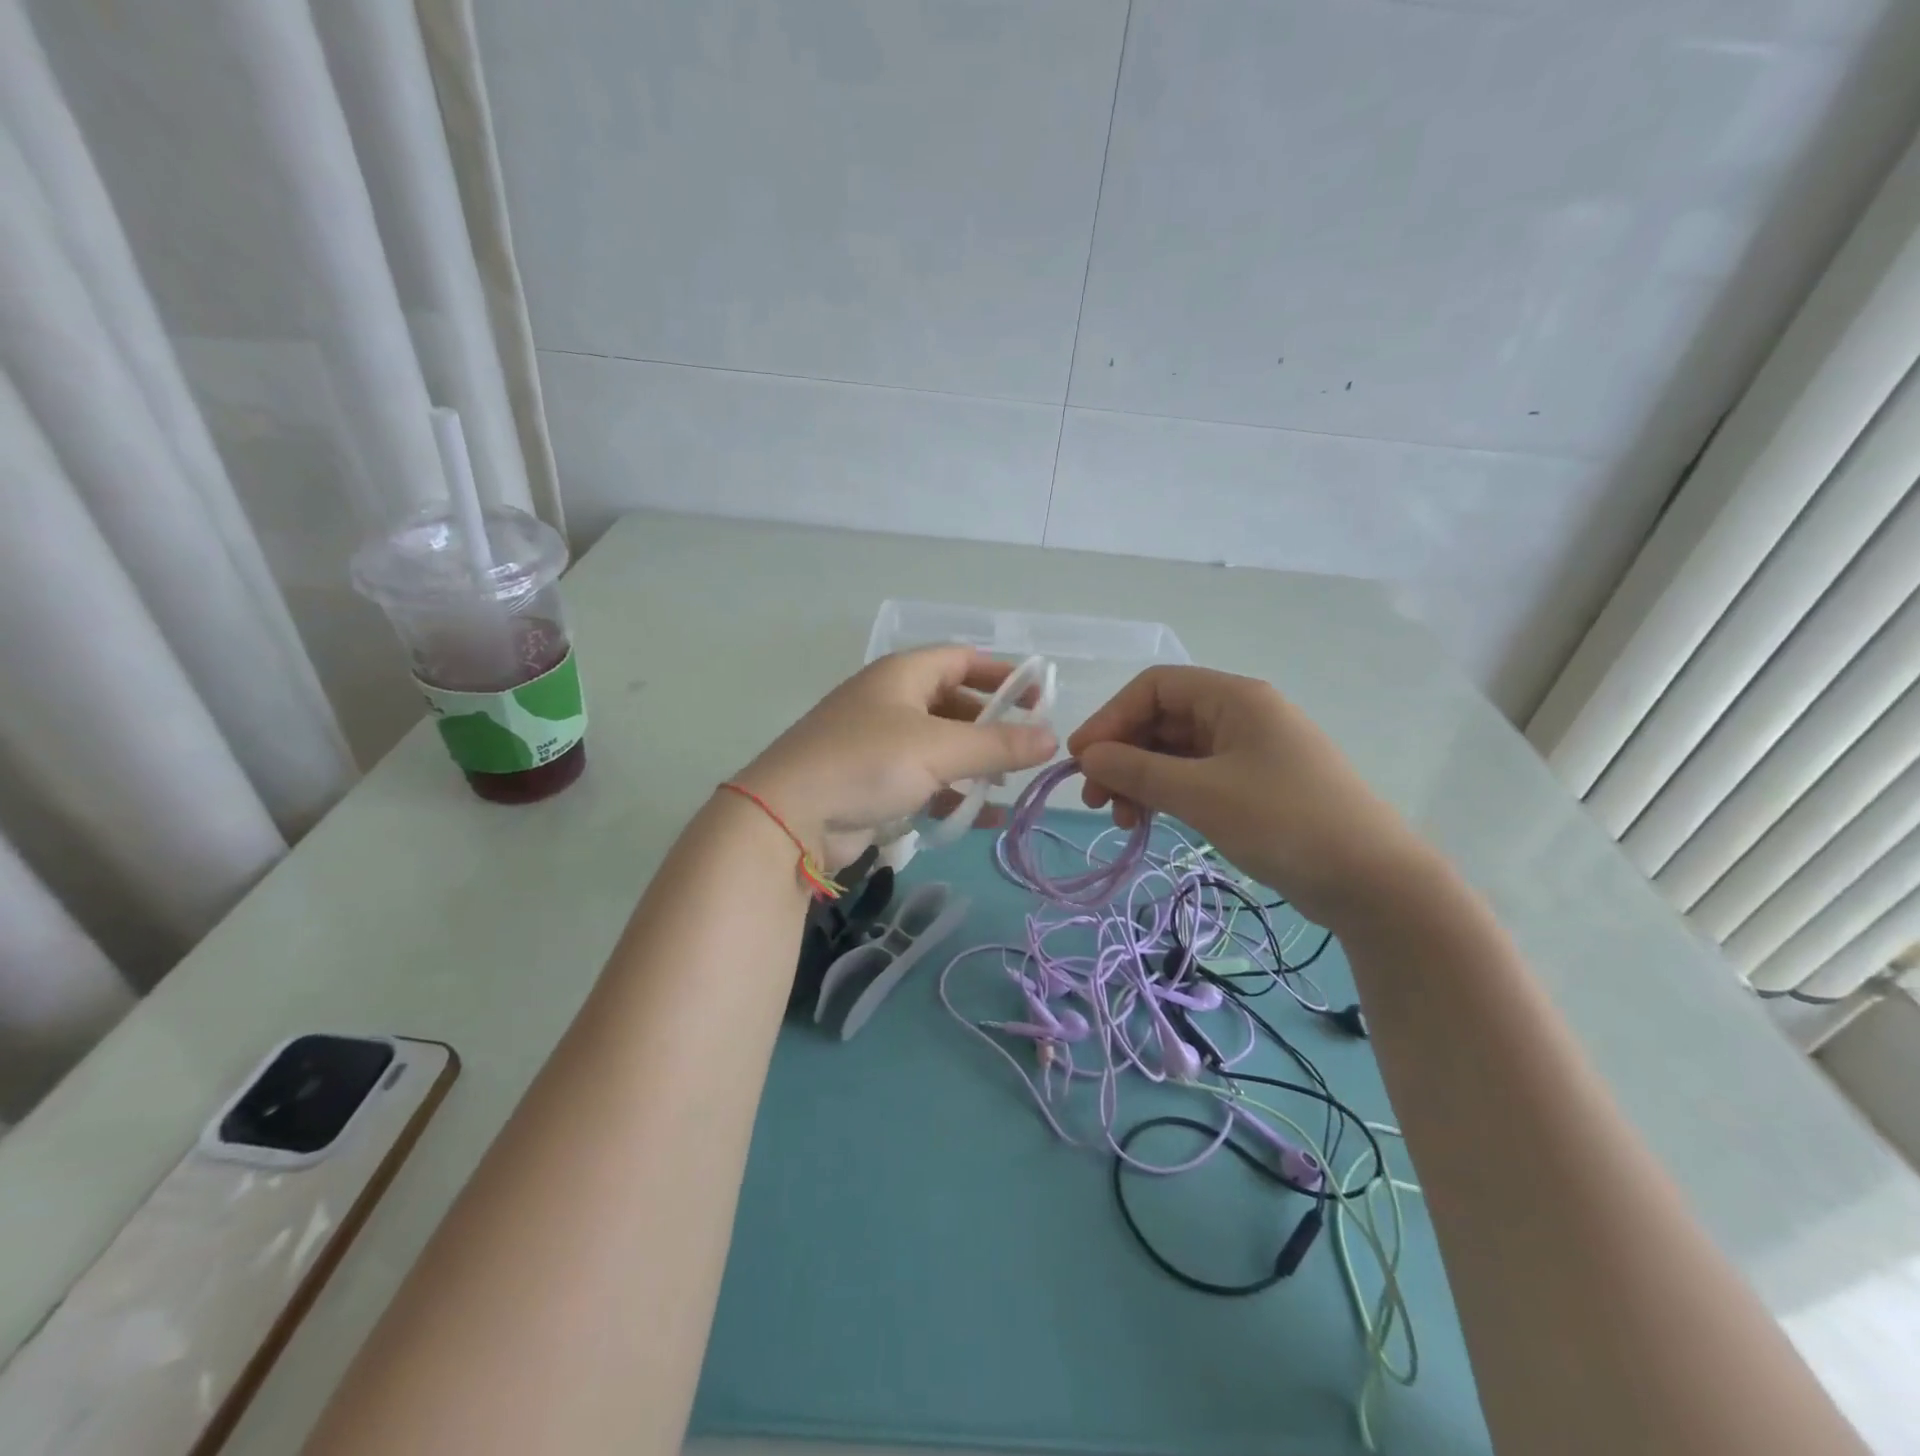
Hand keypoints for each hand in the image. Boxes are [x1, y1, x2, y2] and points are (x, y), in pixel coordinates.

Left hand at [735, 647, 1056, 869]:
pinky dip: (951, 793)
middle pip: (953, 702)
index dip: (1002, 674)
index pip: (962, 659)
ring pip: (939, 745)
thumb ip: (998, 744)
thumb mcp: (938, 749)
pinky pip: (923, 780)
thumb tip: (1052, 739)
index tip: (1039, 698)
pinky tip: (980, 817)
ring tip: (1008, 784)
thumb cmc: (866, 763)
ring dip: (974, 763)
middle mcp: (889, 701)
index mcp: (902, 675)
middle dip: (991, 724)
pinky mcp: (871, 782)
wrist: (788, 816)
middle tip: (1027, 748)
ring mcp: (877, 742)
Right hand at [1067, 666, 1427, 926]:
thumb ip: (1138, 769)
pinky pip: (1194, 777)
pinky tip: (1152, 822)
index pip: (1154, 688)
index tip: (1082, 760)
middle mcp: (1240, 715)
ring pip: (1175, 752)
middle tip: (1096, 800)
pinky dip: (1167, 795)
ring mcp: (1248, 751)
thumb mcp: (1202, 794)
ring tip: (1124, 820)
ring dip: (1140, 779)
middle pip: (1161, 720)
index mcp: (1233, 698)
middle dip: (1122, 755)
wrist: (1373, 881)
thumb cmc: (1284, 822)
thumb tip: (1087, 755)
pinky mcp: (1253, 786)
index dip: (1111, 718)